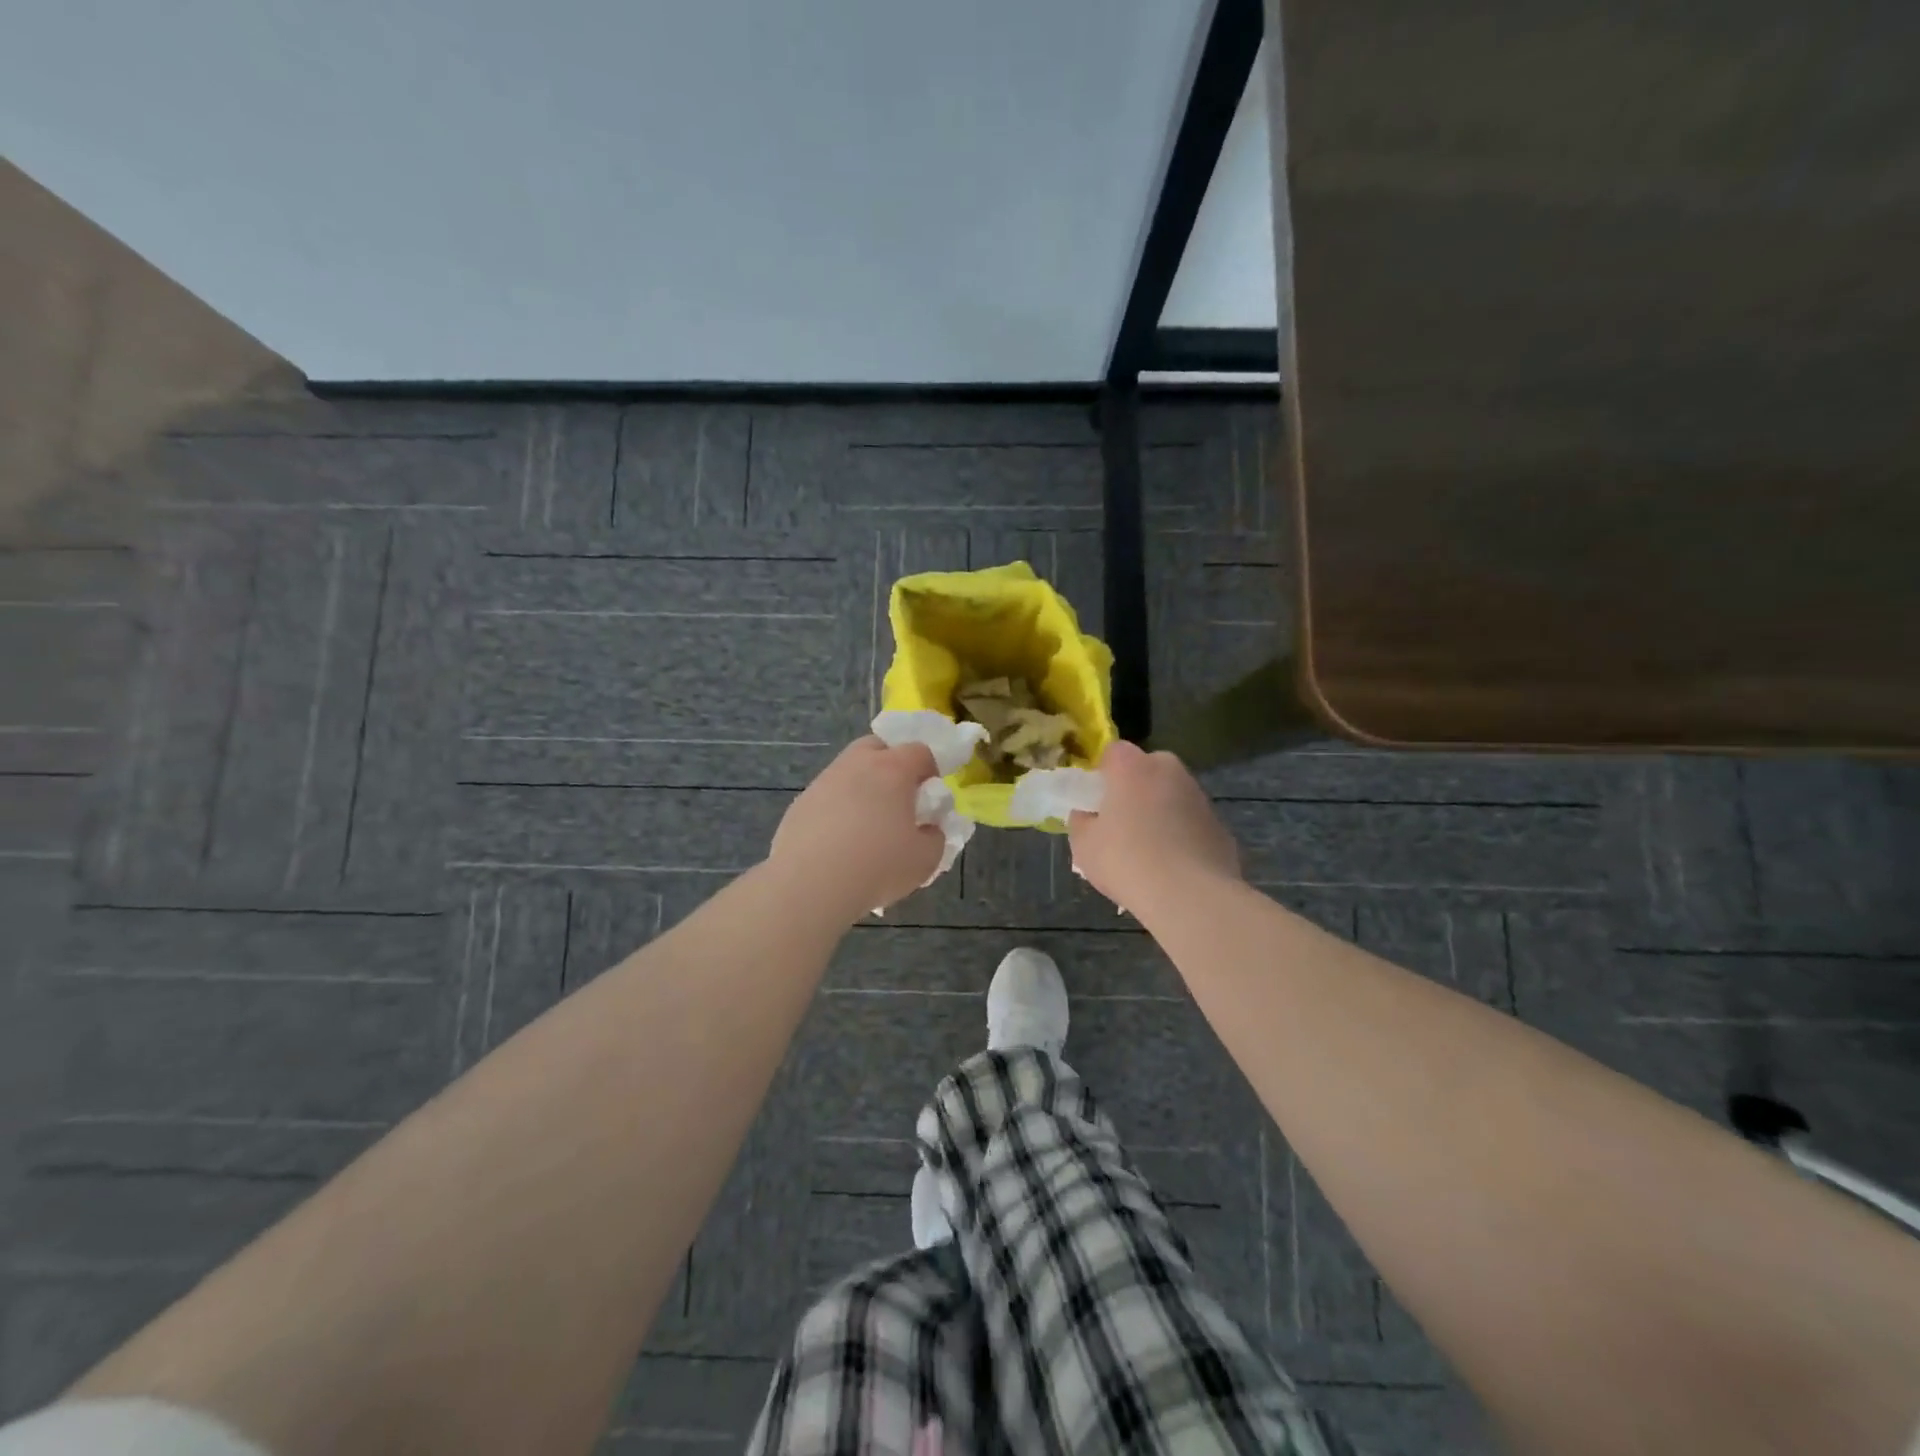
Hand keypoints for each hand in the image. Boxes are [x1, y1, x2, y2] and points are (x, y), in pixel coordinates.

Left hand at [767, 737, 945, 921]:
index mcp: (892, 769)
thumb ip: (934, 837)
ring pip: (848, 770)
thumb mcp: (925, 859)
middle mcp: (856, 765)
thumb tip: (928, 829)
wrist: (811, 885)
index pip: (919, 751)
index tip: (930, 794)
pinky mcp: (800, 804)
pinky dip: (837, 809)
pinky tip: (838, 842)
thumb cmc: (878, 865)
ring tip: (866, 825)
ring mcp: (823, 782)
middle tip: (898, 798)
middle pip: (877, 747)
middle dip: (891, 763)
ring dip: (861, 787)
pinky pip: (826, 797)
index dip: (930, 769)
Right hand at [1068, 742, 1241, 914]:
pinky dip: (1184, 836)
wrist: (1189, 895)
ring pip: (1173, 795)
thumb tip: (1087, 816)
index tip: (1098, 800)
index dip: (1104, 773)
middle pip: (1148, 769)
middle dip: (1136, 789)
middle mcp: (1169, 771)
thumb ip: (1082, 823)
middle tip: (1122, 823)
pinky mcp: (1220, 825)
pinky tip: (1175, 867)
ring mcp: (1200, 796)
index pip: (1114, 752)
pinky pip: (1192, 823)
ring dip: (1162, 812)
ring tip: (1150, 852)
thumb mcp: (1084, 845)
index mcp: (1132, 767)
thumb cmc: (1126, 861)